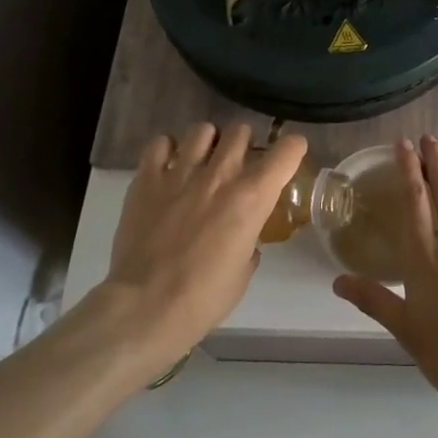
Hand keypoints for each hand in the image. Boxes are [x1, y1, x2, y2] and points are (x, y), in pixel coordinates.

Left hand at [99, 123, 306, 380]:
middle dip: (244, 142)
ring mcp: (181, 173)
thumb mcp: (243, 273)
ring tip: (201, 160)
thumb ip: (249, 243)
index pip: (287, 149)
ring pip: (202, 129)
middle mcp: (221, 174)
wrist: (145, 307)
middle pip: (241, 130)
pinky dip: (167, 150)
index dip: (292, 148)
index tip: (289, 156)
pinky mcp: (147, 180)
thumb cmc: (203, 298)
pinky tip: (167, 166)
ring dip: (207, 142)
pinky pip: (160, 143)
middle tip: (237, 162)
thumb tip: (245, 239)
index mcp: (253, 197)